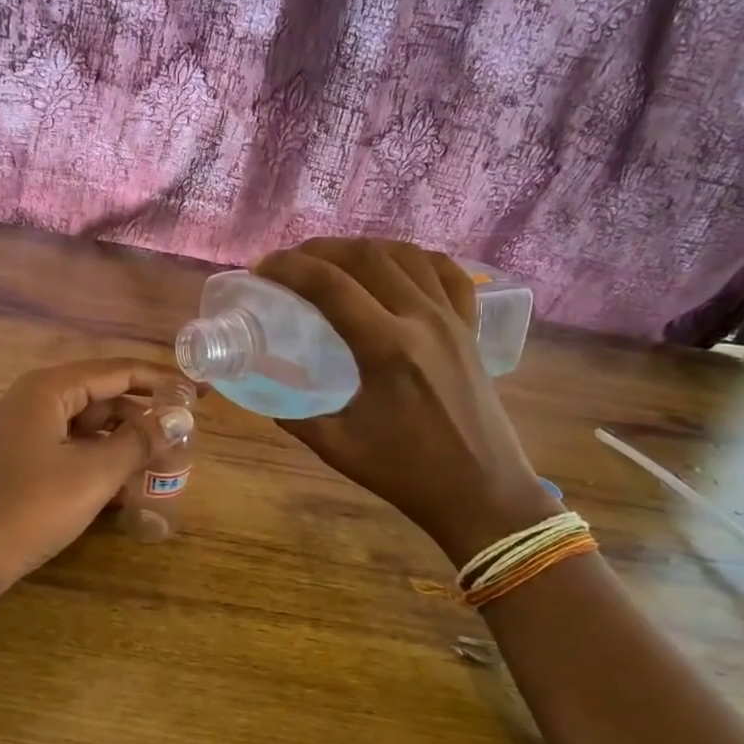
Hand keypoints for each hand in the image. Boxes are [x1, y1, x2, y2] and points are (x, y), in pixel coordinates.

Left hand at [0, 359, 176, 589]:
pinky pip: (69, 450)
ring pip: (87, 428)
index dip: (162, 381)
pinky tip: (125, 490)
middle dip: (143, 418)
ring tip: (161, 468)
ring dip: (123, 445)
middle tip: (184, 440)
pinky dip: (97, 463)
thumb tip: (179, 418)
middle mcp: (34, 400)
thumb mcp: (93, 474)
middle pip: (103, 397)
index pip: (118, 371)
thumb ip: (139, 441)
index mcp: (49, 389)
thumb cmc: (28, 508)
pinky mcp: (19, 461)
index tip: (200, 393)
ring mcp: (23, 432)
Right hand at [252, 239, 557, 567]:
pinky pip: (447, 274)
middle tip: (290, 263)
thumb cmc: (407, 474)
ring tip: (333, 261)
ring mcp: (453, 320)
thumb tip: (263, 387)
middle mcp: (423, 320)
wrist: (482, 494)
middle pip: (367, 257)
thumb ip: (293, 414)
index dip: (289, 268)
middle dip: (320, 250)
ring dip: (363, 249)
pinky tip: (396, 266)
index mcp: (387, 349)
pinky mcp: (471, 329)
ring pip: (406, 255)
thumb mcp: (337, 447)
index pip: (330, 286)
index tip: (261, 269)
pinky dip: (416, 259)